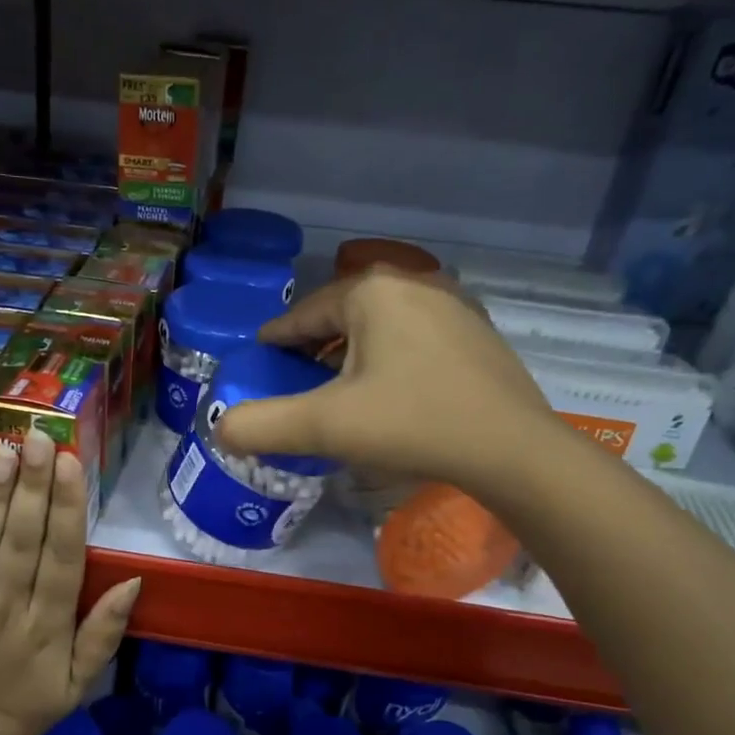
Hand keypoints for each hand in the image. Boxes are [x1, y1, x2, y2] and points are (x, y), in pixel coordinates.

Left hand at [0, 429, 141, 734]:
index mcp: (49, 628)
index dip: (67, 510)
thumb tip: (133, 580)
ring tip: (3, 451)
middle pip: (22, 542)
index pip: (62, 559)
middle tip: (37, 439)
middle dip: (31, 488)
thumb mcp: (83, 680)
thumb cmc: (34, 702)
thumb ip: (105, 631)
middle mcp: (9, 611)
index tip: (70, 465)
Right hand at [214, 267, 569, 501]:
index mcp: (372, 292)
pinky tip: (392, 389)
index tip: (262, 355)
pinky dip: (392, 355)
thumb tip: (221, 429)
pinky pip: (416, 336)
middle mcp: (414, 283)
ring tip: (341, 385)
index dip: (279, 337)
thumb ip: (263, 425)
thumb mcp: (325, 427)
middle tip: (298, 377)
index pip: (307, 312)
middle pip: (344, 314)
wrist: (512, 450)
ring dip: (355, 349)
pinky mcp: (478, 333)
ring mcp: (454, 305)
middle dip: (317, 343)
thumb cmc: (411, 425)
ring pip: (382, 324)